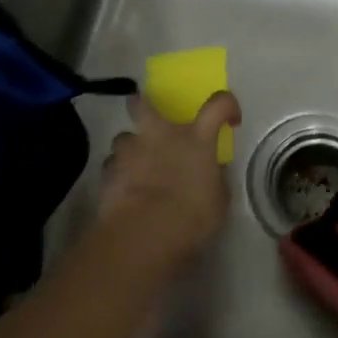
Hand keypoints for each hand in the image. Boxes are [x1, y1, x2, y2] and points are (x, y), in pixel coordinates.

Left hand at [97, 92, 241, 269]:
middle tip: (147, 115)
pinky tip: (123, 190)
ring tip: (134, 165)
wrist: (146, 233)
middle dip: (142, 104)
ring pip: (123, 138)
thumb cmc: (192, 216)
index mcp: (196, 138)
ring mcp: (131, 152)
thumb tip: (214, 171)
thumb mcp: (218, 201)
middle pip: (144, 104)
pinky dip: (117, 174)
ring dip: (129, 149)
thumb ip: (216, 180)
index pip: (218, 105)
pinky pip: (112, 166)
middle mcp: (162, 135)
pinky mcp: (108, 173)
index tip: (229, 119)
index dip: (227, 105)